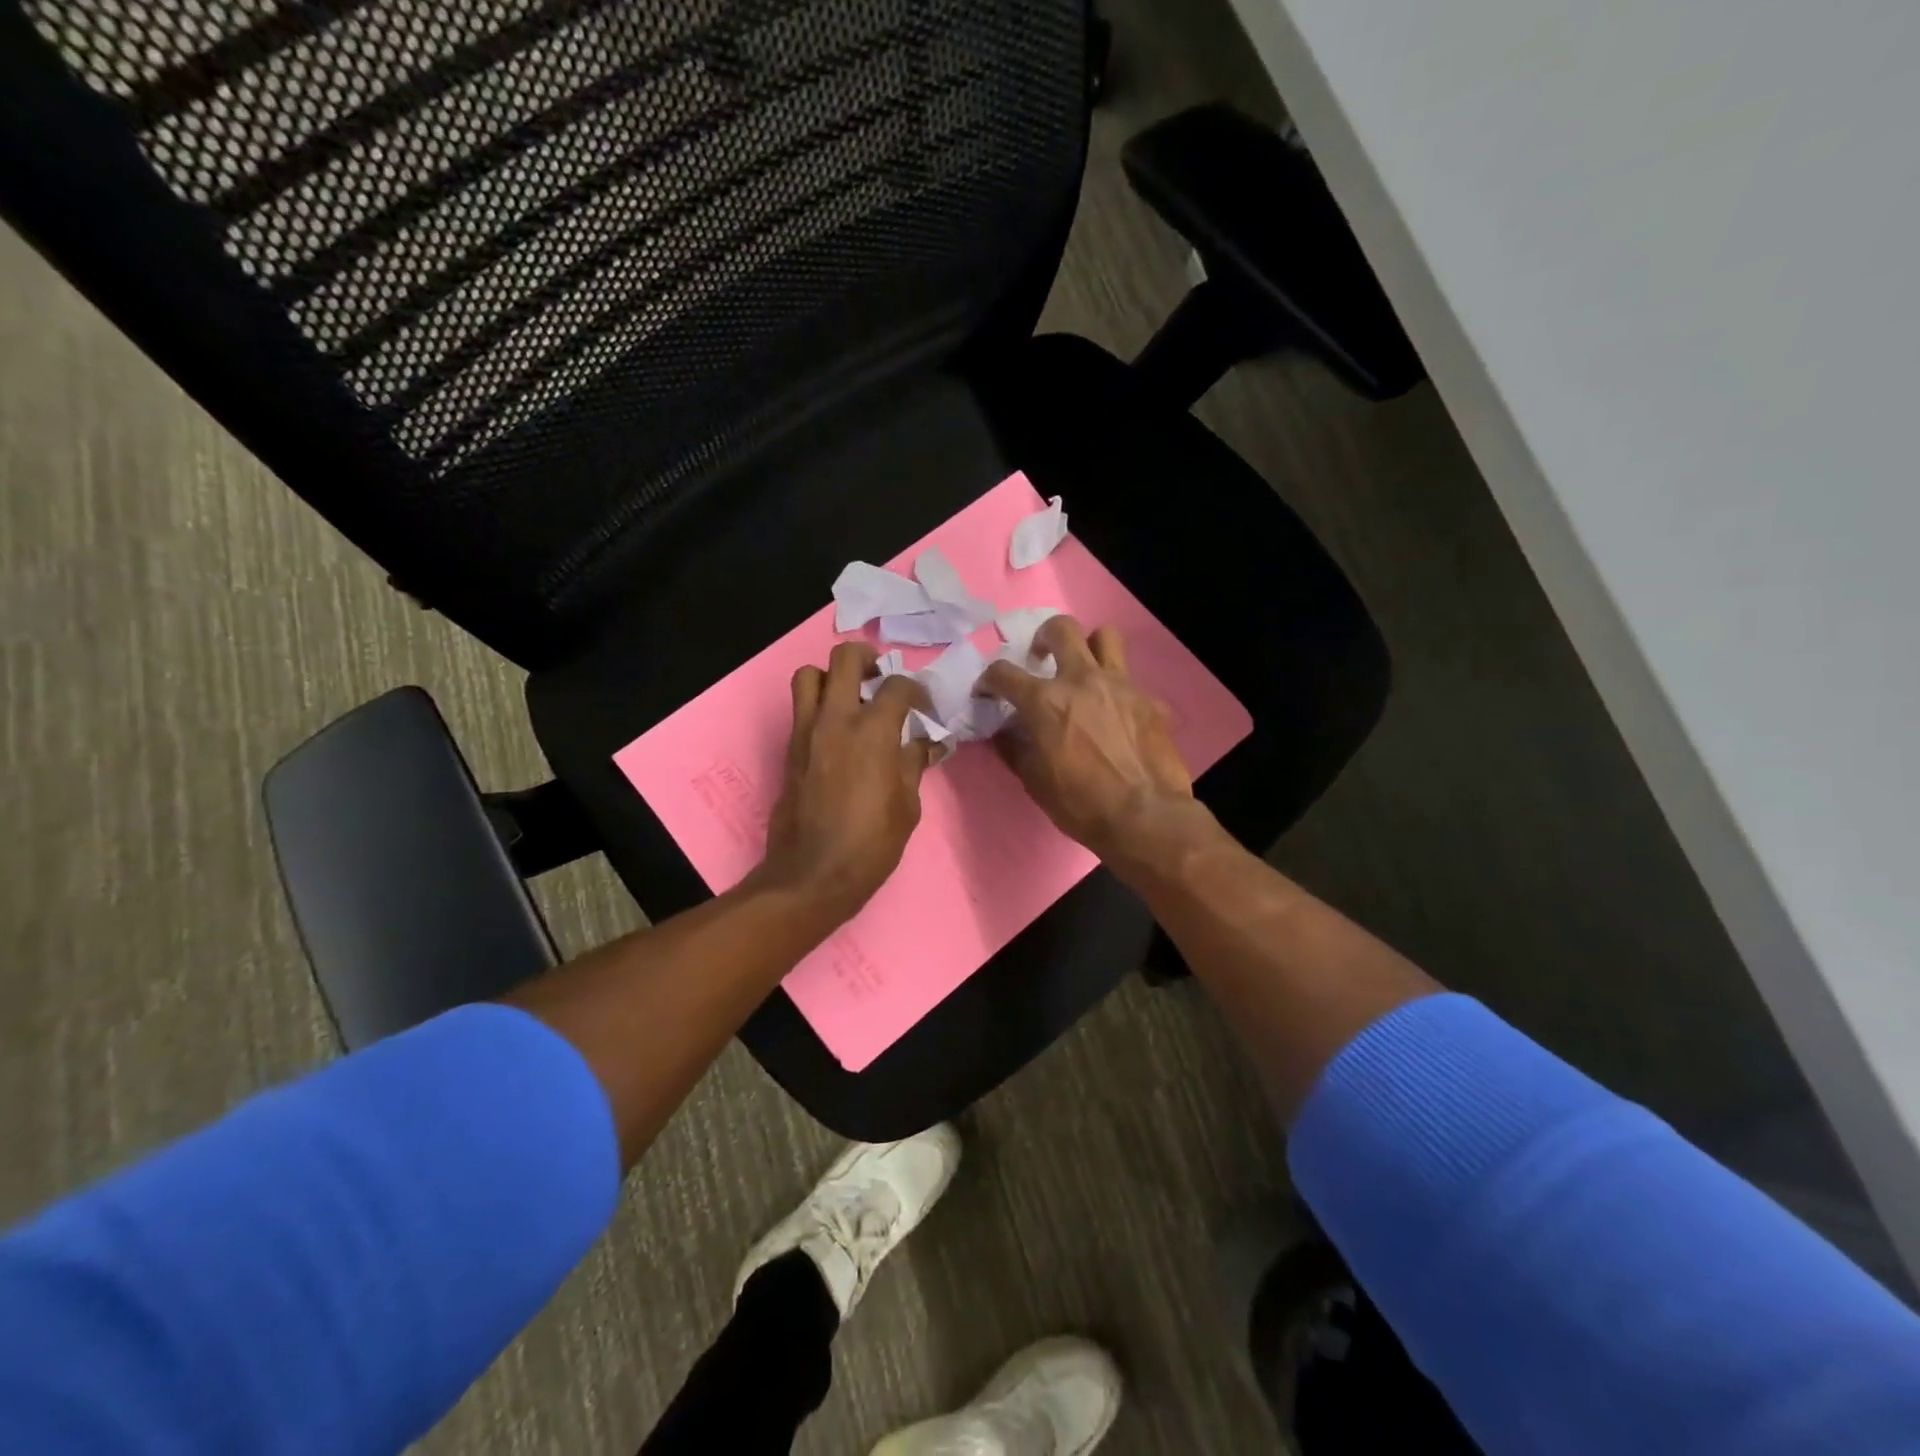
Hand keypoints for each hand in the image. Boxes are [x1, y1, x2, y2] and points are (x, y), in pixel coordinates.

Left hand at [756, 642, 940, 918]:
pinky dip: (818, 706)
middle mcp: (836, 719)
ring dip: (831, 677)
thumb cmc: (871, 843)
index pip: (898, 685)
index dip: (917, 690)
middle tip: (880, 679)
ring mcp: (806, 731)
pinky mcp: (790, 749)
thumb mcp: (908, 805)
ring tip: (850, 698)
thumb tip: (926, 742)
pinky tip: (838, 732)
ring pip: (809, 675)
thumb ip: (914, 764)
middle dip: (867, 660)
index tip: (924, 708)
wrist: (813, 873)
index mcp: (873, 730)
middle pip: (844, 658)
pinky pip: (800, 708)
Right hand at [977, 617, 1195, 861]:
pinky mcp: (1149, 699)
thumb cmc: (1080, 803)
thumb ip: (1015, 748)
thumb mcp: (1034, 781)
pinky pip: (1131, 679)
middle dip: (1044, 636)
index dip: (989, 679)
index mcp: (1045, 701)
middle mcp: (1082, 680)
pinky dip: (1117, 689)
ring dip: (1090, 646)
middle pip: (1061, 629)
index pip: (1004, 673)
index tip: (987, 690)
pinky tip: (1117, 713)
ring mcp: (1120, 685)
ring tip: (1084, 668)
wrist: (1145, 816)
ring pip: (1105, 636)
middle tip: (1041, 657)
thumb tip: (1005, 732)